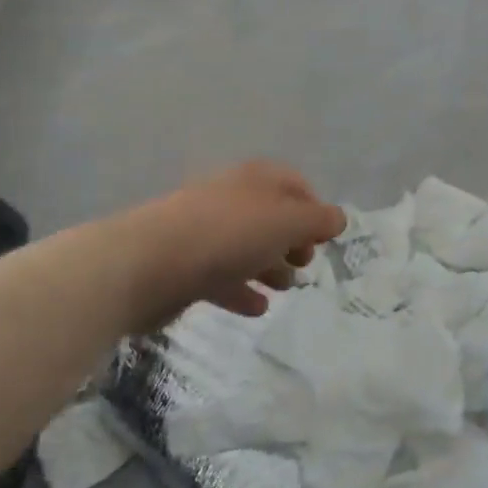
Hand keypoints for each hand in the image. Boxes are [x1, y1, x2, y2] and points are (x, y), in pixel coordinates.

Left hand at [118, 162, 346, 331]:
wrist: (149, 263)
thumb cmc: (229, 234)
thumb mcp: (287, 222)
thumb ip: (318, 220)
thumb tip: (338, 218)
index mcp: (256, 179)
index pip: (295, 184)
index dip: (315, 208)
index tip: (326, 239)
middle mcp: (232, 198)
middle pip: (271, 216)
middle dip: (292, 240)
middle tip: (305, 264)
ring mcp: (205, 231)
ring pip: (247, 246)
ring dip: (269, 265)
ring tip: (284, 288)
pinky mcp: (186, 265)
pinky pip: (222, 276)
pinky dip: (242, 289)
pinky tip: (256, 307)